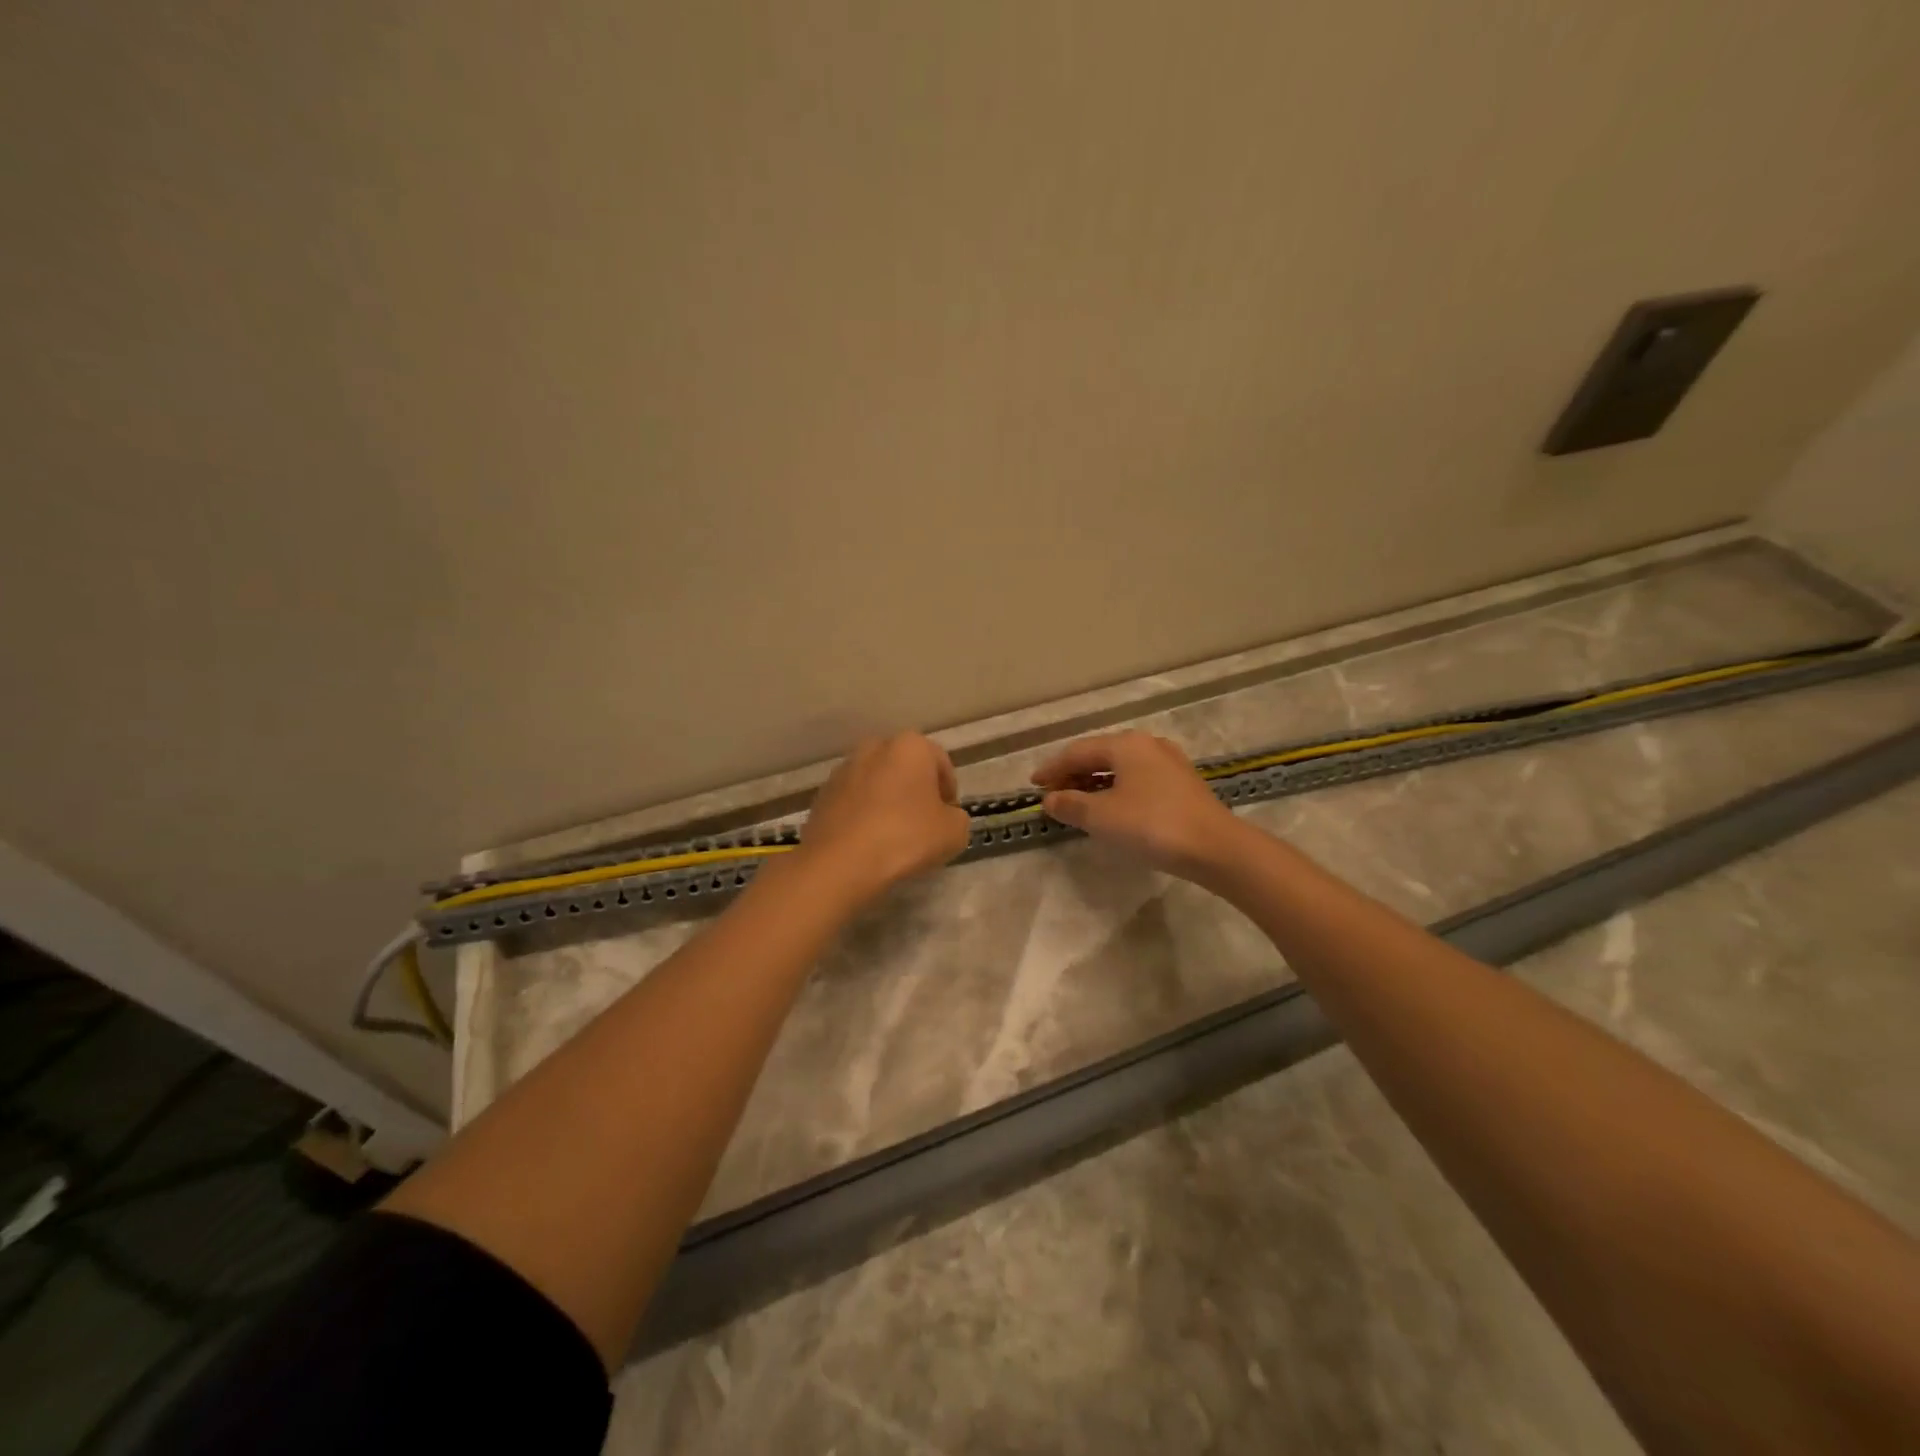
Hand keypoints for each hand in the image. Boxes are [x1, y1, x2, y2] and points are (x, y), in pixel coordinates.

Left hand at [799, 733, 971, 904]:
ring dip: (887, 800)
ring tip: (893, 835)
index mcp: (911, 746)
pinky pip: (853, 801)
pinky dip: (863, 814)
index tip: (948, 817)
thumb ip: (957, 817)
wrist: (840, 863)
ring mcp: (843, 770)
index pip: (941, 763)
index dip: (949, 792)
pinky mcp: (822, 794)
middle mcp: (874, 747)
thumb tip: (945, 817)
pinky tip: (868, 841)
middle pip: (905, 768)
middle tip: (923, 823)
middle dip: (915, 790)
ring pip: (877, 783)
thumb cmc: (906, 837)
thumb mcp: (954, 832)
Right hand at [1032, 731, 1245, 884]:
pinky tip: (1112, 809)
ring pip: (1121, 768)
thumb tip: (1050, 799)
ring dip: (1095, 784)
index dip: (1052, 768)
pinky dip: (1117, 790)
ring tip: (1078, 803)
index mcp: (1125, 744)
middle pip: (1100, 755)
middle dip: (1073, 774)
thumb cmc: (1150, 825)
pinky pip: (1138, 780)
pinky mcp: (1183, 784)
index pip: (1077, 751)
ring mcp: (1169, 763)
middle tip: (1053, 795)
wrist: (1215, 847)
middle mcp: (1148, 745)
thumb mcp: (1101, 816)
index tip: (1033, 785)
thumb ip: (1071, 804)